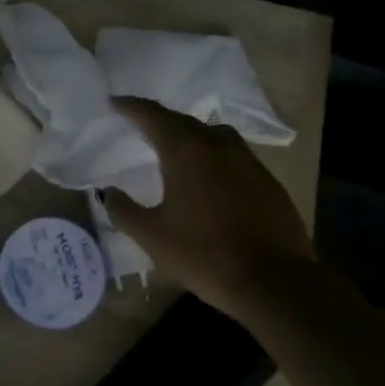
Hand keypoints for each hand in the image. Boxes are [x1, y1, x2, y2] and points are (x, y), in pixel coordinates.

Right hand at [102, 98, 312, 313]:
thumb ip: (124, 210)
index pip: (153, 115)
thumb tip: (109, 192)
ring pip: (213, 135)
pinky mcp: (268, 181)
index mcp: (186, 151)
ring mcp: (248, 161)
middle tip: (140, 123)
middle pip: (183, 121)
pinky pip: (233, 155)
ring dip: (190, 134)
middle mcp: (218, 145)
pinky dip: (214, 155)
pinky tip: (210, 176)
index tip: (114, 102)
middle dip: (159, 119)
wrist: (276, 283)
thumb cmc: (205, 254)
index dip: (130, 107)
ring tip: (176, 146)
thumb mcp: (152, 236)